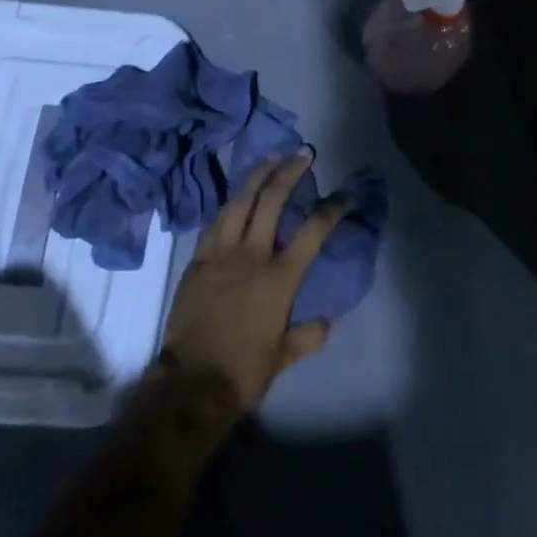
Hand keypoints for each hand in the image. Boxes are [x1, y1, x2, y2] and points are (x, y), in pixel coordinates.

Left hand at [157, 151, 347, 412]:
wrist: (191, 382)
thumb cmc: (243, 371)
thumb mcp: (284, 357)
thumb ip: (308, 335)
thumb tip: (327, 320)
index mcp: (279, 277)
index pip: (312, 232)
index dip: (332, 210)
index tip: (344, 195)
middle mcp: (252, 254)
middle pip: (273, 199)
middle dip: (290, 171)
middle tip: (303, 154)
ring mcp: (222, 252)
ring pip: (241, 200)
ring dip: (258, 174)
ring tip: (271, 157)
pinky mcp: (198, 257)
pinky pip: (217, 219)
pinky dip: (231, 202)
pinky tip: (238, 194)